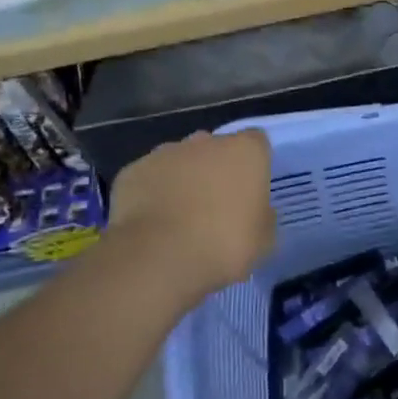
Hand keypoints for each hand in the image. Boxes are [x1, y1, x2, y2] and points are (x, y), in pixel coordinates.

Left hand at [107, 130, 276, 300]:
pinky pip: (148, 178)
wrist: (159, 257)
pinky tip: (151, 222)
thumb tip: (256, 210)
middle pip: (215, 148)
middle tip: (214, 205)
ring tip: (179, 216)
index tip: (250, 191)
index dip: (253, 164)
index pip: (256, 142)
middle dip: (215, 169)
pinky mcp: (133, 170)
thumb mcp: (264, 239)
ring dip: (182, 178)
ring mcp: (166, 152)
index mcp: (245, 151)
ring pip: (179, 159)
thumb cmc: (224, 244)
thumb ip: (263, 215)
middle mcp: (206, 141)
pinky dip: (151, 193)